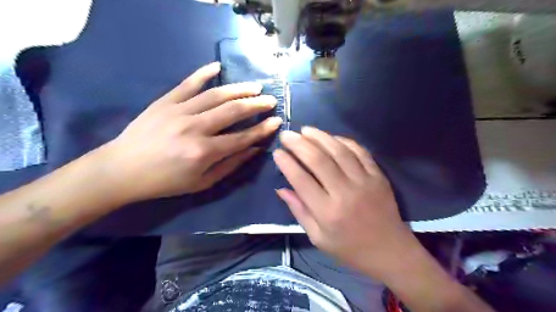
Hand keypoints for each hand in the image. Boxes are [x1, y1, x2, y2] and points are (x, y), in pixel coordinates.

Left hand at [104, 62, 282, 202]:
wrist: (122, 170)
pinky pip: (187, 83)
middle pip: (233, 111)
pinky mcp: (165, 101)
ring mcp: (179, 111)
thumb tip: (254, 149)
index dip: (262, 129)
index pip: (242, 137)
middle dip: (256, 105)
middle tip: (271, 100)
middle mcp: (195, 128)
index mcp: (204, 152)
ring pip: (216, 95)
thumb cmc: (166, 182)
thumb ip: (231, 165)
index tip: (277, 121)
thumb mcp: (202, 182)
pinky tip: (218, 66)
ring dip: (239, 89)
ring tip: (255, 86)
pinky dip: (203, 73)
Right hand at [273, 128, 417, 278]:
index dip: (287, 163)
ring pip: (339, 151)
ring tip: (305, 130)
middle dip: (299, 144)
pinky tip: (332, 137)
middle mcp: (345, 193)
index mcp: (328, 212)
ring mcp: (365, 181)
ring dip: (320, 137)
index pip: (301, 180)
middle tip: (287, 135)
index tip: (277, 152)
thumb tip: (281, 189)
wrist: (390, 251)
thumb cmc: (349, 249)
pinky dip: (344, 141)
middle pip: (318, 160)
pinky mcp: (378, 176)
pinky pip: (360, 151)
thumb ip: (299, 211)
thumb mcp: (318, 238)